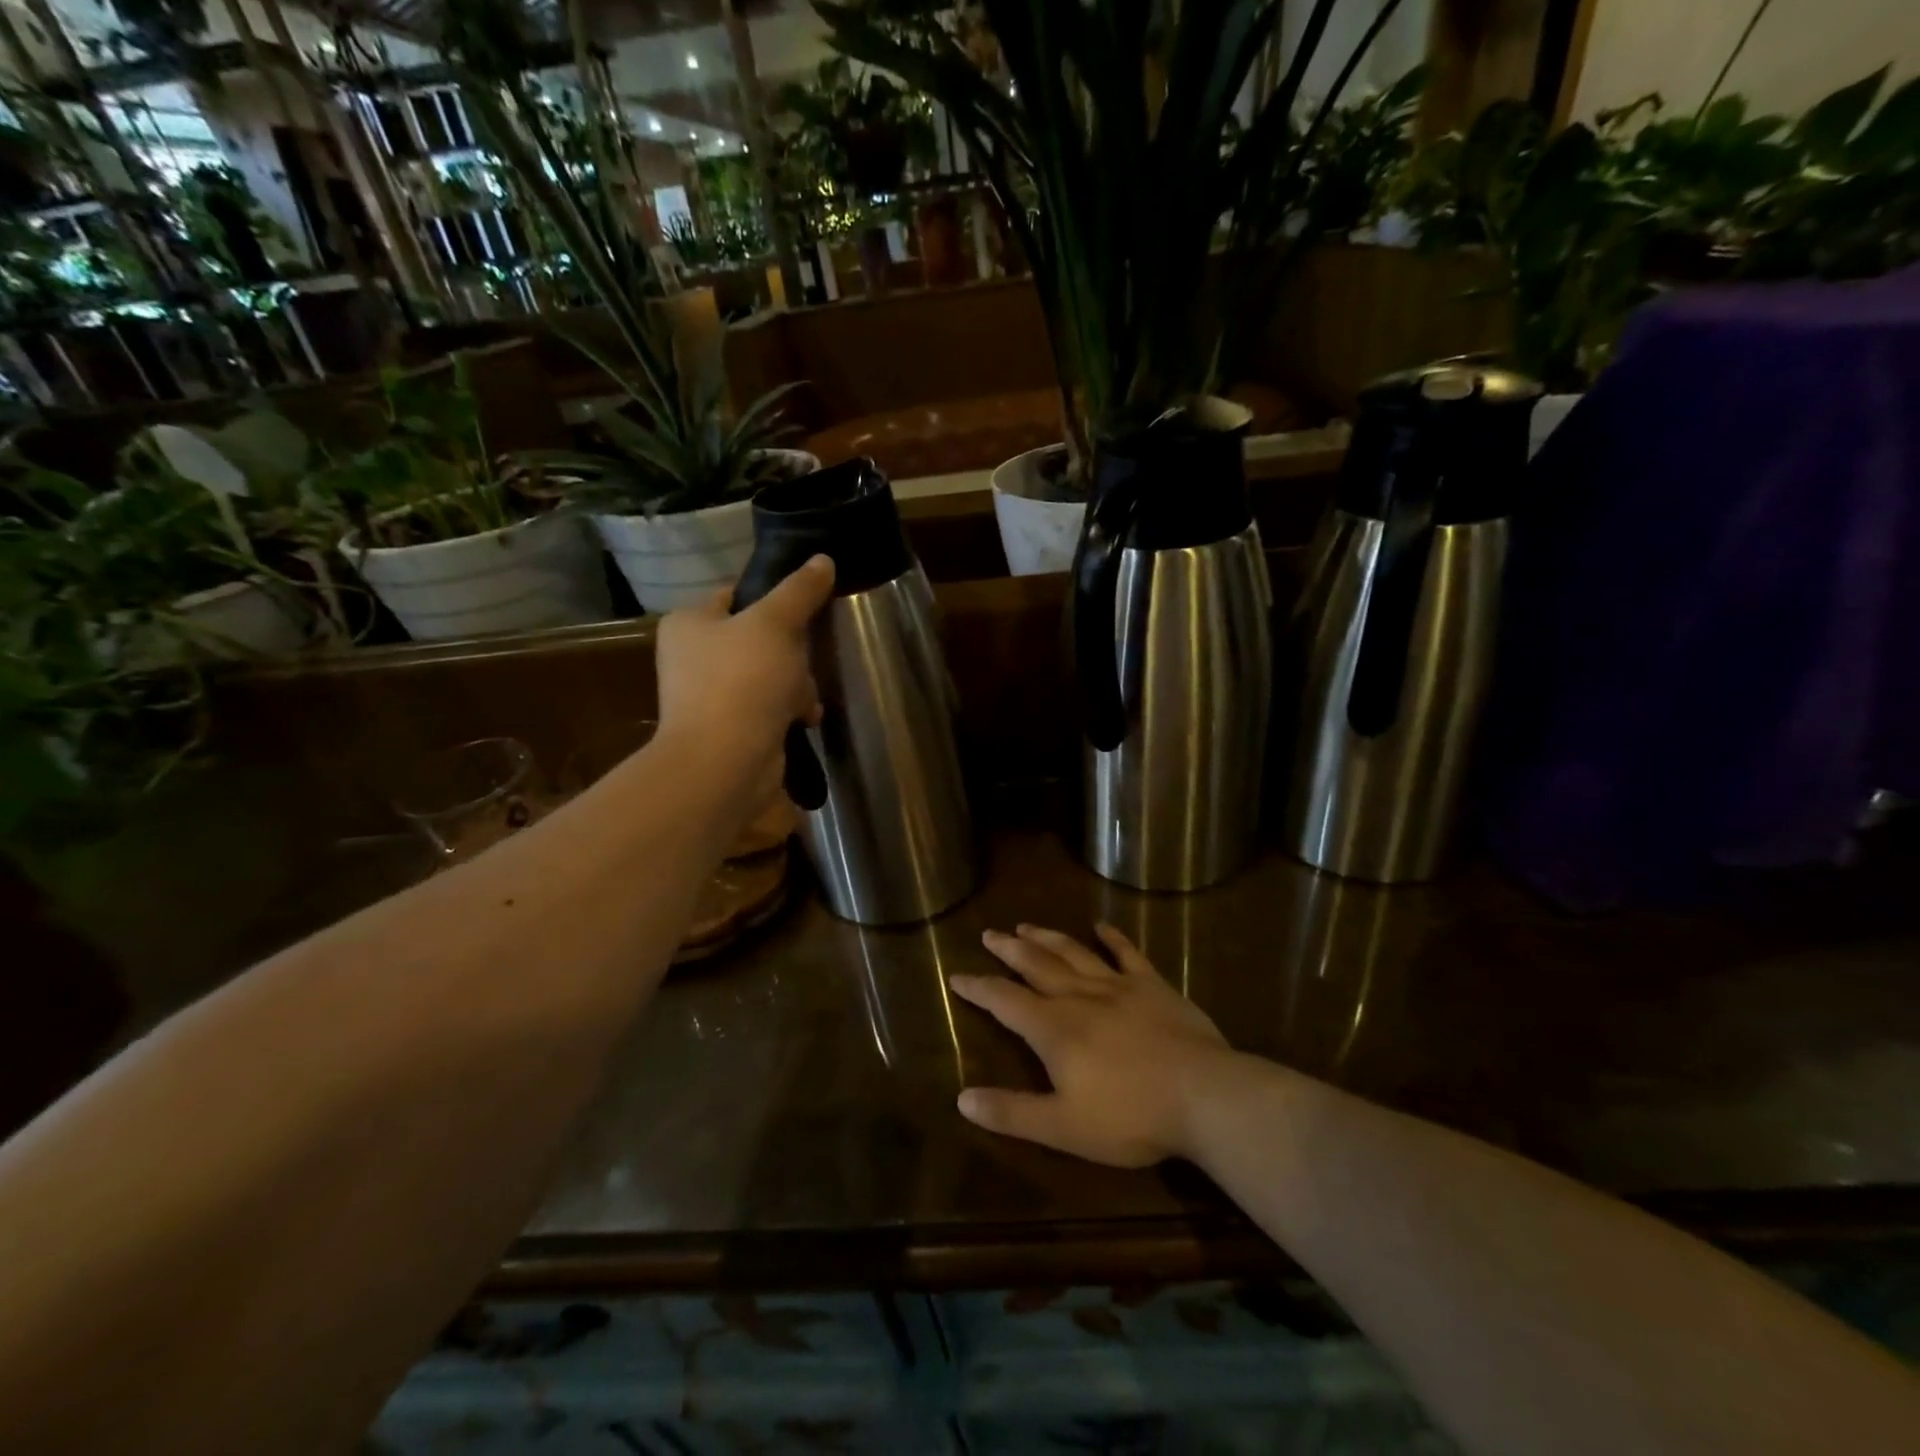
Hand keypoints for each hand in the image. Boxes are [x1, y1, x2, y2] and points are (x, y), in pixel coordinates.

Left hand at [655, 555, 833, 776]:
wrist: (725, 762)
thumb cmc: (743, 681)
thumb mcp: (776, 623)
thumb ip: (799, 591)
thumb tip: (822, 559)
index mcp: (690, 622)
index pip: (736, 595)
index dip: (773, 598)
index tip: (806, 608)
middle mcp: (692, 657)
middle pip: (758, 638)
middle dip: (792, 652)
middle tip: (807, 660)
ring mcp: (709, 696)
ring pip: (768, 675)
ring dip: (795, 685)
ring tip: (805, 700)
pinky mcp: (729, 729)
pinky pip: (767, 708)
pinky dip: (787, 711)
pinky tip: (804, 719)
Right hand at [951, 924, 1229, 1167]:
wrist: (1203, 1095)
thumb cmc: (1130, 1117)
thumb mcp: (1063, 1128)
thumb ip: (1012, 1112)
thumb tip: (961, 1099)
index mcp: (1054, 1029)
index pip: (1005, 1002)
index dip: (979, 988)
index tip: (957, 975)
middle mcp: (1079, 997)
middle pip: (1036, 965)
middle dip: (1009, 950)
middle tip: (989, 933)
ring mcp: (1118, 986)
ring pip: (1073, 953)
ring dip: (1047, 937)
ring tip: (1026, 925)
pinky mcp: (1152, 985)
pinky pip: (1127, 953)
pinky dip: (1112, 937)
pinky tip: (1101, 925)